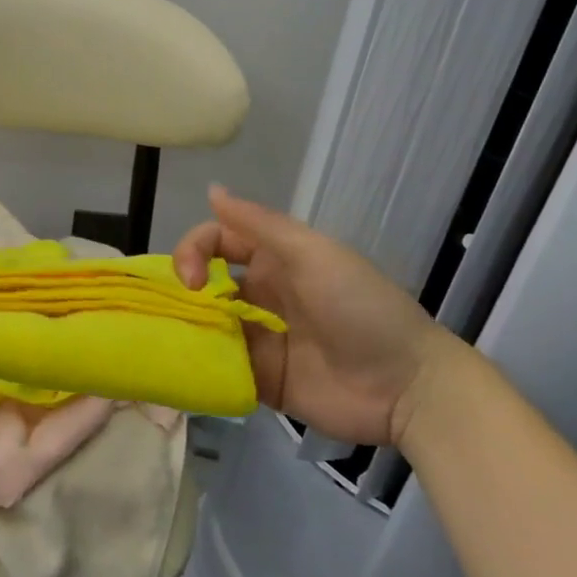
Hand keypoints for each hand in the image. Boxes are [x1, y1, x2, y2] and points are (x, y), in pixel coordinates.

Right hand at [173, 186, 448, 445]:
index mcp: (273, 260)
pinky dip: (200, 365)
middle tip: (172, 313)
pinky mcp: (260, 379)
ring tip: (169, 344)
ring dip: (186, 328)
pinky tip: (185, 371)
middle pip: (204, 284)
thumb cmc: (360, 308)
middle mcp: (261, 295)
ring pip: (207, 325)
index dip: (193, 251)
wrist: (407, 386)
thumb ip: (258, 224)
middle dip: (181, 292)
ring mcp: (259, 339)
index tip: (192, 280)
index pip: (216, 242)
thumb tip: (212, 190)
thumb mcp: (312, 254)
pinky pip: (220, 367)